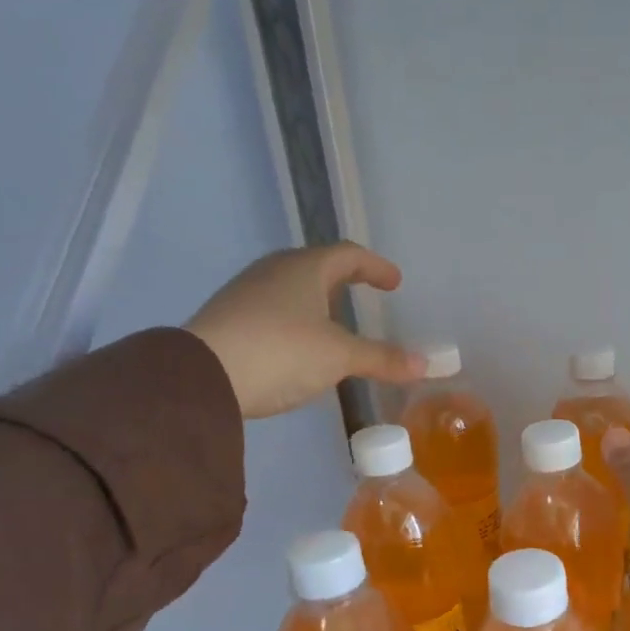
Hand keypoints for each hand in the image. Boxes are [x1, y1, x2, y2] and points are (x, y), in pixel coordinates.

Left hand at [184, 244, 423, 418]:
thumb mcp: (340, 356)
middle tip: (365, 295)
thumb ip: (383, 358)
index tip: (394, 283)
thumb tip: (426, 365)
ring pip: (293, 289)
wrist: (203, 375)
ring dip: (319, 302)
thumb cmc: (282, 351)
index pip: (347, 255)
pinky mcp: (231, 319)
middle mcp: (273, 271)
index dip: (375, 267)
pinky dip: (298, 321)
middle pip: (317, 267)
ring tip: (336, 324)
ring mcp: (247, 294)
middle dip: (344, 280)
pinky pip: (275, 311)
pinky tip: (302, 346)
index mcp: (303, 268)